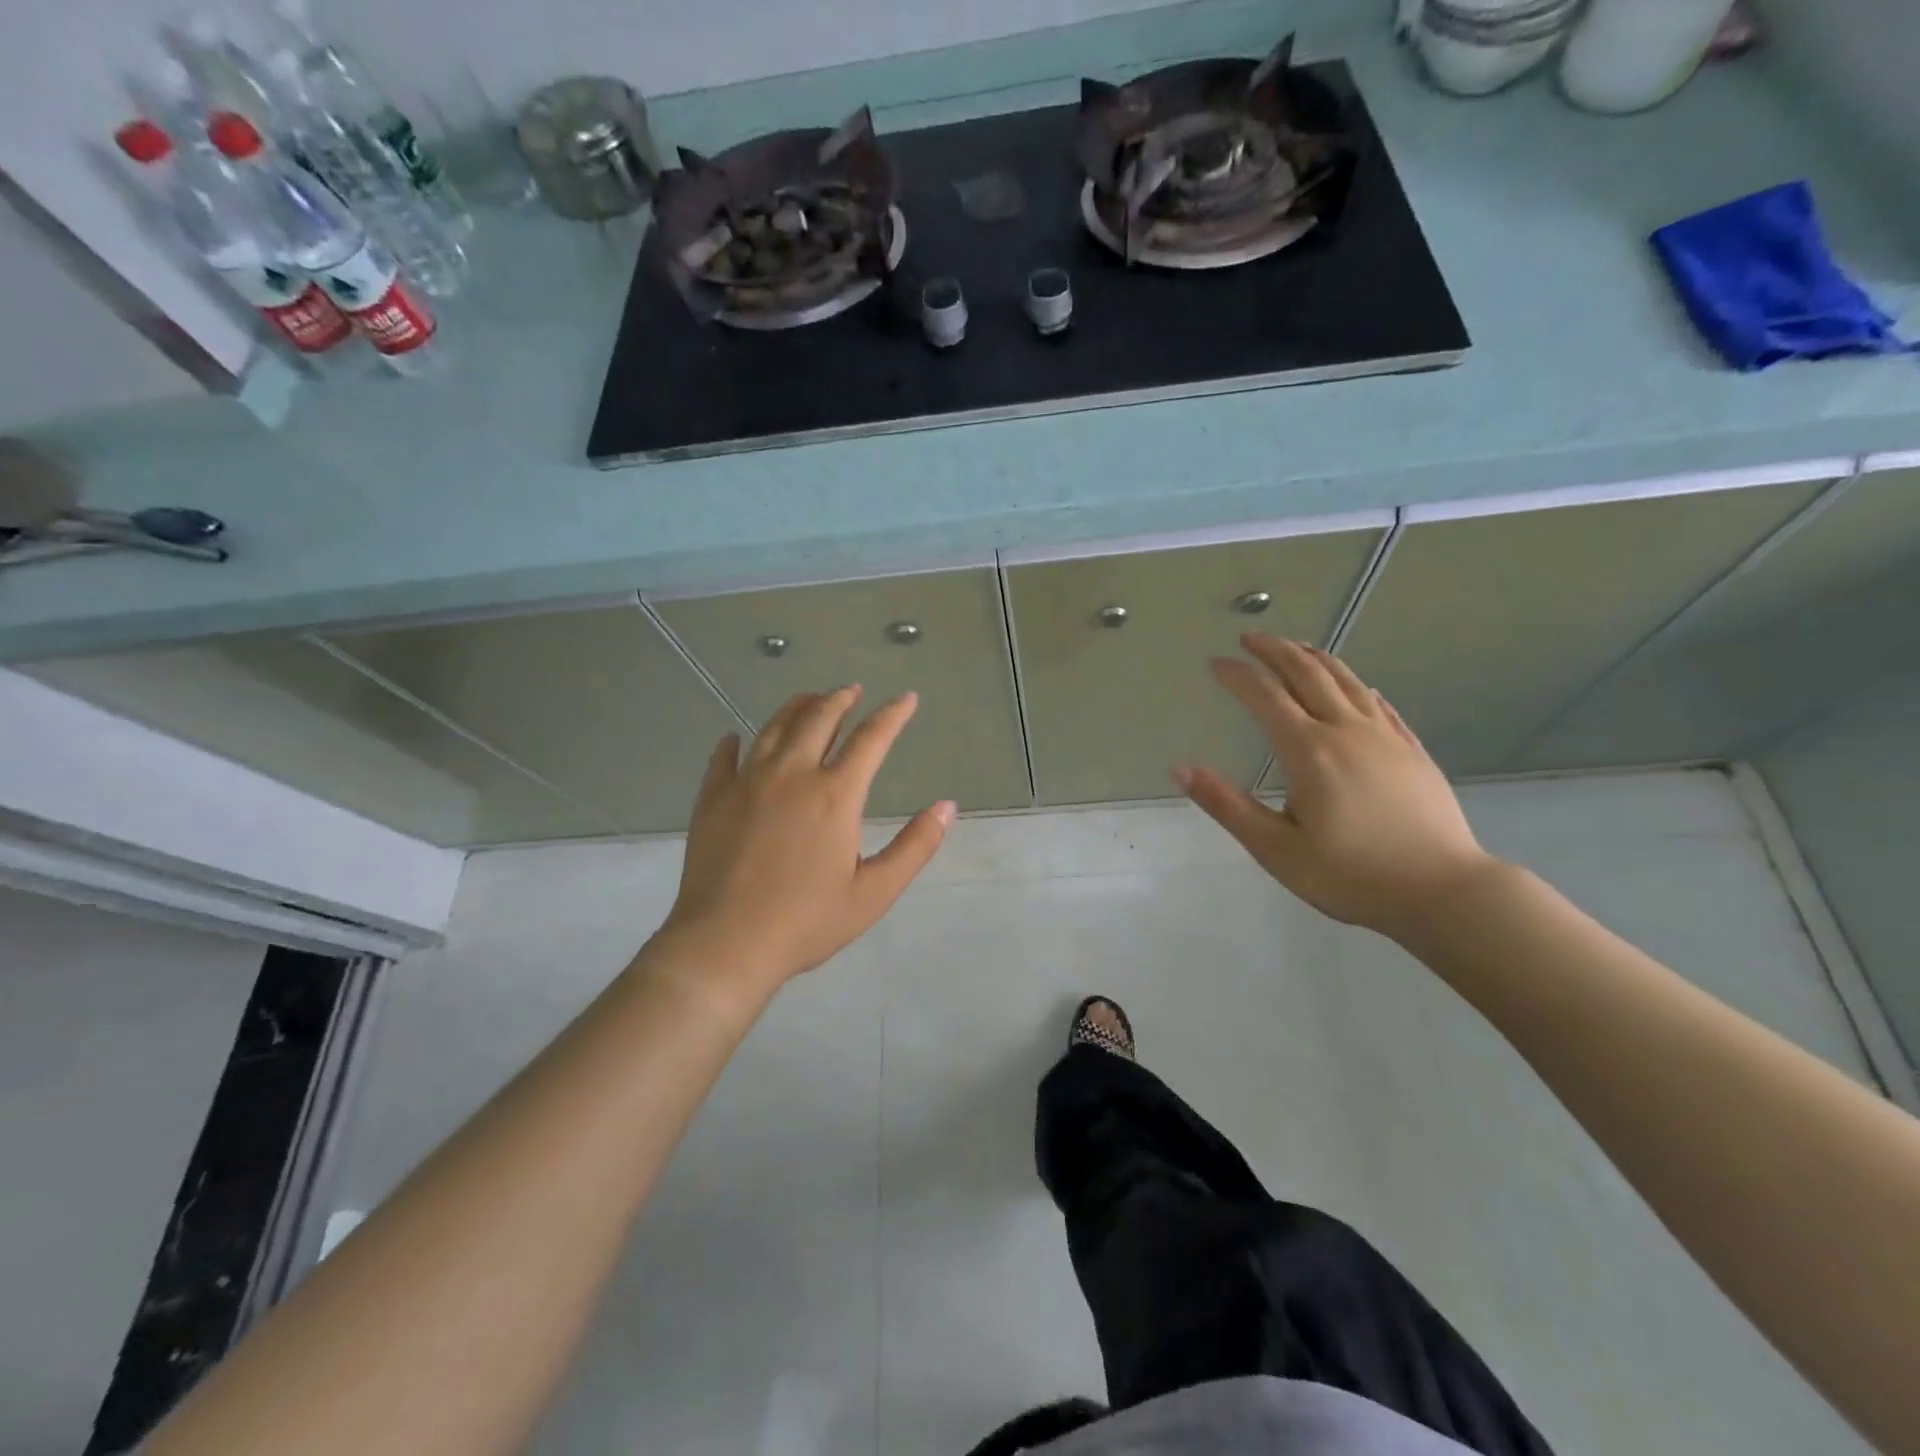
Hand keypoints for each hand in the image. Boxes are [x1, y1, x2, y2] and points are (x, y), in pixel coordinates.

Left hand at [657, 685, 953, 998]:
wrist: (725, 943)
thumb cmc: (806, 921)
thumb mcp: (874, 892)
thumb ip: (915, 846)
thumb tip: (947, 806)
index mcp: (835, 794)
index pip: (871, 739)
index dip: (892, 714)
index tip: (906, 698)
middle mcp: (791, 774)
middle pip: (818, 718)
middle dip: (840, 698)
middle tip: (852, 689)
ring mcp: (747, 782)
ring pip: (774, 728)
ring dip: (796, 707)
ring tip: (809, 699)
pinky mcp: (713, 798)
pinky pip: (724, 757)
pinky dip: (735, 742)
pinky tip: (736, 738)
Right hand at [1176, 634, 1494, 936]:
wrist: (1443, 891)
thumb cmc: (1350, 875)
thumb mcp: (1275, 848)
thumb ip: (1227, 805)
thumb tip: (1181, 769)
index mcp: (1308, 751)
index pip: (1265, 698)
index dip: (1239, 676)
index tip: (1217, 662)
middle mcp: (1346, 731)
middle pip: (1308, 675)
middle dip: (1276, 651)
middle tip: (1252, 637)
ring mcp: (1385, 738)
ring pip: (1347, 682)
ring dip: (1316, 659)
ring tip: (1297, 646)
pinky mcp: (1412, 751)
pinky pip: (1381, 705)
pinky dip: (1359, 686)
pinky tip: (1357, 687)